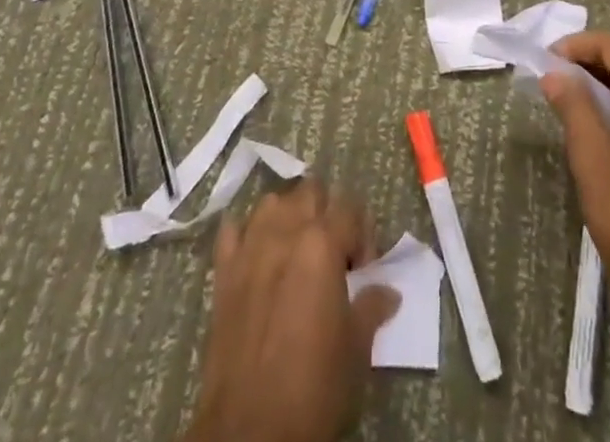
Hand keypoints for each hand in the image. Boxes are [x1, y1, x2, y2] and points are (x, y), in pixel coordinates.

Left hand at [183, 180, 399, 441]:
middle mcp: (285, 231)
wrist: (250, 431)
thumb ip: (371, 306)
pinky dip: (246, 233)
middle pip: (310, 191)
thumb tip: (387, 291)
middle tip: (333, 255)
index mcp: (322, 243)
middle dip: (326, 214)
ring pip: (272, 202)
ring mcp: (249, 248)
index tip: (364, 272)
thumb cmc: (313, 386)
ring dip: (288, 216)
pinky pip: (232, 230)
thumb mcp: (355, 348)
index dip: (363, 236)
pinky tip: (256, 255)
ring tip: (296, 252)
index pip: (351, 209)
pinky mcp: (222, 272)